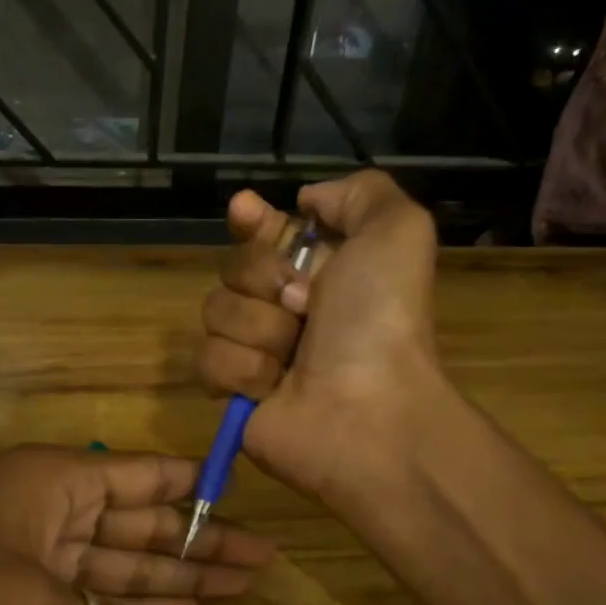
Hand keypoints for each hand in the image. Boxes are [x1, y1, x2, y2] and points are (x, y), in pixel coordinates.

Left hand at [0, 446, 274, 604]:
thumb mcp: (28, 601)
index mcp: (57, 480)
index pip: (143, 477)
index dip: (195, 490)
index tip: (244, 503)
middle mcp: (51, 509)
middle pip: (138, 526)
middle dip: (195, 548)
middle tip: (257, 568)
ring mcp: (32, 554)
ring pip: (114, 567)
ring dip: (166, 584)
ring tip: (226, 596)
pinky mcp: (13, 596)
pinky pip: (83, 600)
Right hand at [197, 170, 444, 498]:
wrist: (366, 411)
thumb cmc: (381, 321)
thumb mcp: (397, 232)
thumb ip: (360, 193)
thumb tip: (304, 201)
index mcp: (321, 270)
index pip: (267, 232)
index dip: (252, 221)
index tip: (245, 211)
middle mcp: (285, 307)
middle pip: (233, 268)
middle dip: (266, 280)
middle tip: (305, 306)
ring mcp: (256, 349)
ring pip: (215, 312)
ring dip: (259, 329)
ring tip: (294, 357)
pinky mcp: (233, 391)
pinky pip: (208, 359)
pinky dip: (243, 370)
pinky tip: (272, 388)